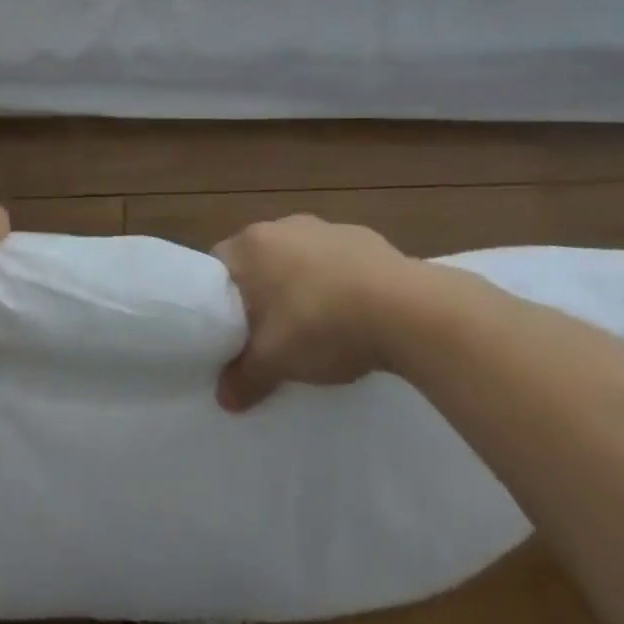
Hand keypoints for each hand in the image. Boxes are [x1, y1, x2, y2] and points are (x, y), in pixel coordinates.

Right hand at [215, 215, 412, 411]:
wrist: (405, 308)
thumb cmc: (321, 324)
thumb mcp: (275, 361)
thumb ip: (244, 377)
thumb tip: (224, 398)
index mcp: (252, 245)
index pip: (218, 266)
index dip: (220, 300)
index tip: (232, 329)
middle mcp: (284, 226)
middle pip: (259, 260)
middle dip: (262, 293)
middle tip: (268, 333)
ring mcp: (327, 227)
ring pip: (299, 258)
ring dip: (301, 285)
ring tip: (316, 325)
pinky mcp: (364, 237)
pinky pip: (337, 261)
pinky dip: (337, 282)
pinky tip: (352, 313)